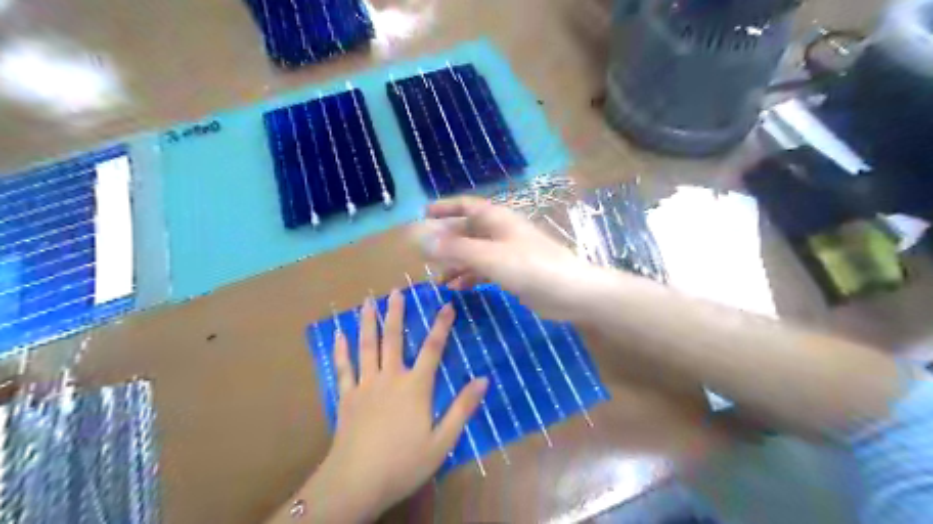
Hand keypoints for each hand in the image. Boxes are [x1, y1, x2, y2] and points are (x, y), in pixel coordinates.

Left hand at [290, 293, 488, 521]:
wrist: (357, 483)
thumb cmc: (404, 462)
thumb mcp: (442, 440)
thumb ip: (462, 408)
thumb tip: (483, 379)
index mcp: (415, 386)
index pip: (433, 348)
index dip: (441, 325)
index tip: (447, 305)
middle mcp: (390, 377)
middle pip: (393, 339)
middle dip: (396, 313)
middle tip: (396, 290)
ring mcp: (365, 385)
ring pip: (367, 346)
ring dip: (368, 322)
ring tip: (368, 301)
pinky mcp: (347, 397)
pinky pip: (344, 368)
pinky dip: (341, 350)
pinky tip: (339, 334)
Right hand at [419, 194, 601, 318]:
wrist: (570, 293)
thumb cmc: (531, 267)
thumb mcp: (489, 257)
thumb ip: (456, 249)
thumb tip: (423, 240)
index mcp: (498, 219)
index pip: (467, 206)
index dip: (445, 208)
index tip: (423, 215)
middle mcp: (501, 232)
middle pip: (467, 231)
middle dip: (447, 242)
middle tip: (424, 255)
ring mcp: (507, 253)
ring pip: (474, 253)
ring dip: (456, 263)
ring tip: (438, 278)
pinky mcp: (513, 272)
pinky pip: (484, 270)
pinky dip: (470, 277)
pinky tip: (457, 289)